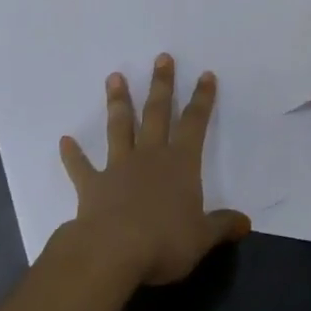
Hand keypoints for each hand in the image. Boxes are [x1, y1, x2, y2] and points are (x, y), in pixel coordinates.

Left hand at [59, 54, 250, 285]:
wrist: (113, 252)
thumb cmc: (165, 242)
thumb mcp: (202, 237)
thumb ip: (222, 225)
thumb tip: (245, 222)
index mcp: (181, 164)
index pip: (195, 123)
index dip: (202, 99)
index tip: (206, 75)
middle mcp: (151, 156)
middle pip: (157, 113)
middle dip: (162, 84)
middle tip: (162, 57)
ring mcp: (119, 167)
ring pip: (120, 127)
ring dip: (118, 102)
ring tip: (114, 77)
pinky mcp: (92, 185)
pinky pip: (81, 167)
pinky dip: (72, 154)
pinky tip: (64, 141)